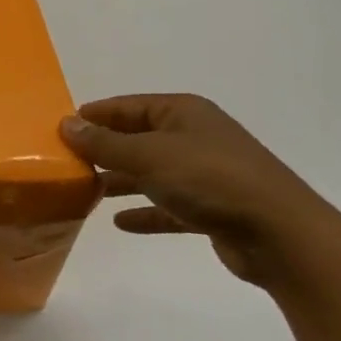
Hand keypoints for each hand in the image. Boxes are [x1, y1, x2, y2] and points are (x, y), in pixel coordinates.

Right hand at [60, 94, 340, 286]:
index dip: (95, 115)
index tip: (61, 128)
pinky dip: (146, 210)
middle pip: (138, 138)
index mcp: (182, 113)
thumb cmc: (209, 180)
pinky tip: (121, 222)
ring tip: (86, 190)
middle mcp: (194, 136)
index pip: (127, 106)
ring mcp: (206, 173)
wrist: (279, 234)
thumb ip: (105, 143)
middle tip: (67, 162)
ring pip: (152, 172)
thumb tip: (66, 124)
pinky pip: (169, 204)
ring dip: (122, 180)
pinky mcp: (212, 208)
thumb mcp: (148, 156)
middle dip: (105, 149)